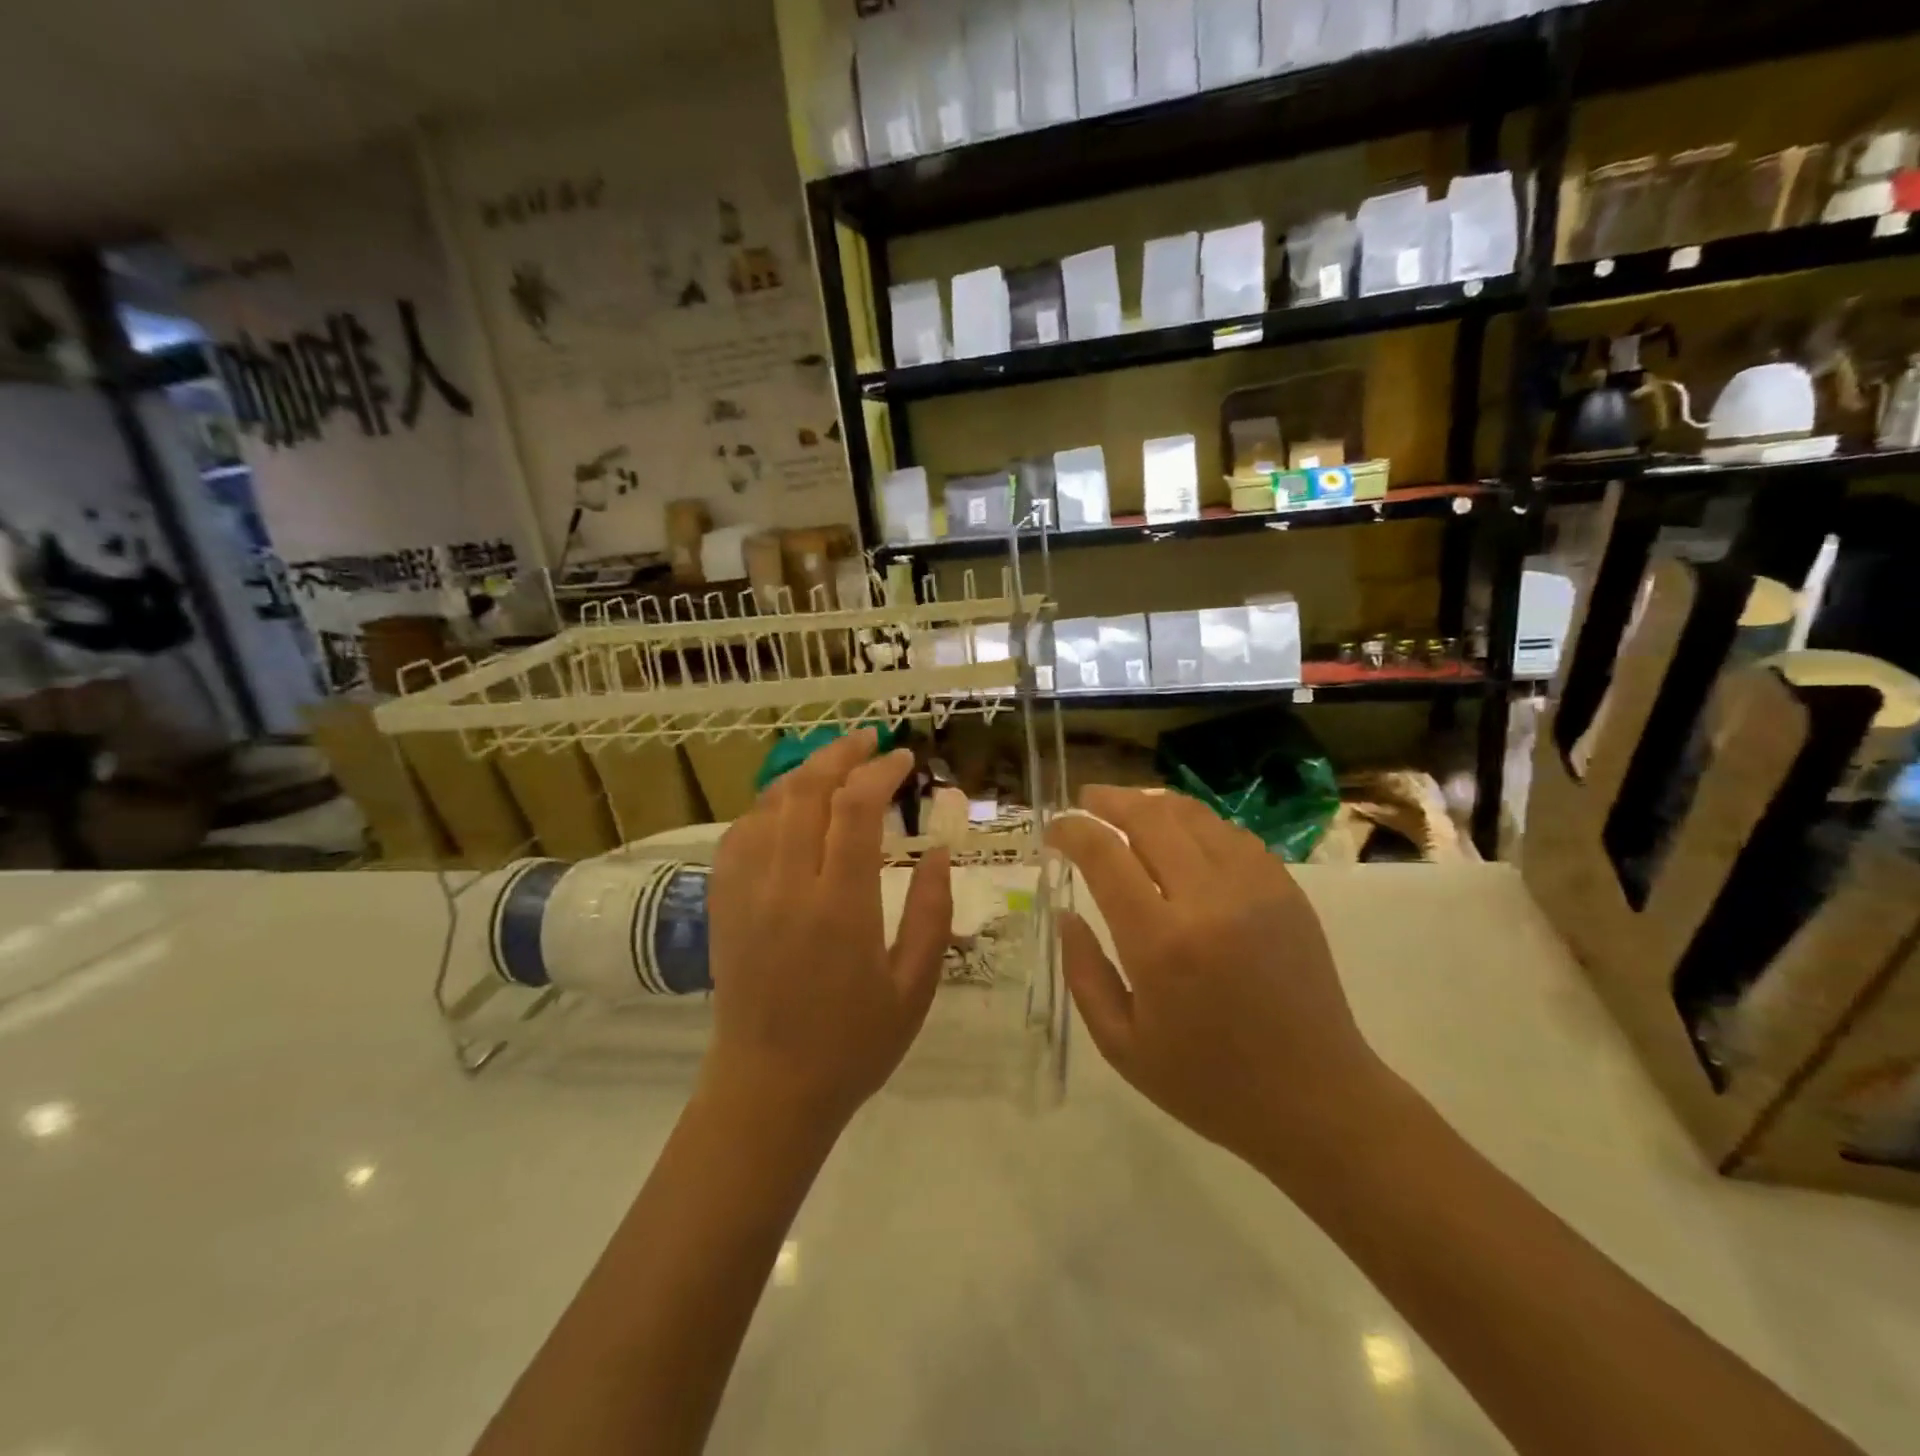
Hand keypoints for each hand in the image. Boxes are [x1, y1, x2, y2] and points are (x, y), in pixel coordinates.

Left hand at [703, 729, 951, 1132]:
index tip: (905, 760)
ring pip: (769, 803)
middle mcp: (786, 885)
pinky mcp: (723, 903)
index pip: (855, 809)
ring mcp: (746, 891)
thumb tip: (938, 850)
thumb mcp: (914, 986)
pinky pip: (740, 833)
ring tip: (835, 766)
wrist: (768, 1090)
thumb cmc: (853, 1044)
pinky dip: (769, 806)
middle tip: (870, 742)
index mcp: (839, 906)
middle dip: (840, 754)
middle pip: (806, 789)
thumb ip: (931, 912)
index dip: (881, 771)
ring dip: (804, 773)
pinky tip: (789, 808)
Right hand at [1047, 787, 1388, 1176]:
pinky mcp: (1286, 890)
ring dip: (1152, 804)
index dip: (1072, 832)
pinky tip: (1180, 834)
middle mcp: (1208, 901)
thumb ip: (1084, 972)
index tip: (1054, 831)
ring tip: (1127, 809)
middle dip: (1109, 801)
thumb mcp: (1121, 1046)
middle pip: (1149, 818)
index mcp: (1161, 944)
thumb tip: (1065, 913)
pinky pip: (1231, 834)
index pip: (1104, 856)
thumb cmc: (1208, 1084)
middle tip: (1086, 801)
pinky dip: (1195, 823)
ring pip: (1193, 816)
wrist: (1317, 1100)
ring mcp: (1255, 889)